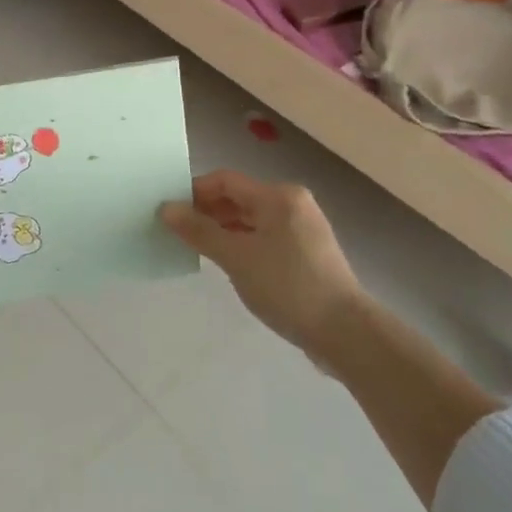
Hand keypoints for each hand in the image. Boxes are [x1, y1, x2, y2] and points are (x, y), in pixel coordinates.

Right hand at [159, 170, 365, 351]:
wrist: (344, 331)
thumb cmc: (287, 286)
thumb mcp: (236, 257)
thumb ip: (199, 231)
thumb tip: (166, 209)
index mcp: (277, 196)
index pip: (224, 180)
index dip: (193, 192)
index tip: (168, 212)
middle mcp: (292, 203)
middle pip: (238, 198)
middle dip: (207, 212)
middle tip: (177, 232)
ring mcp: (302, 228)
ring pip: (251, 219)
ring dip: (223, 229)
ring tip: (197, 249)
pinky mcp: (306, 252)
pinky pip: (264, 236)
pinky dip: (242, 243)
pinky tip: (228, 262)